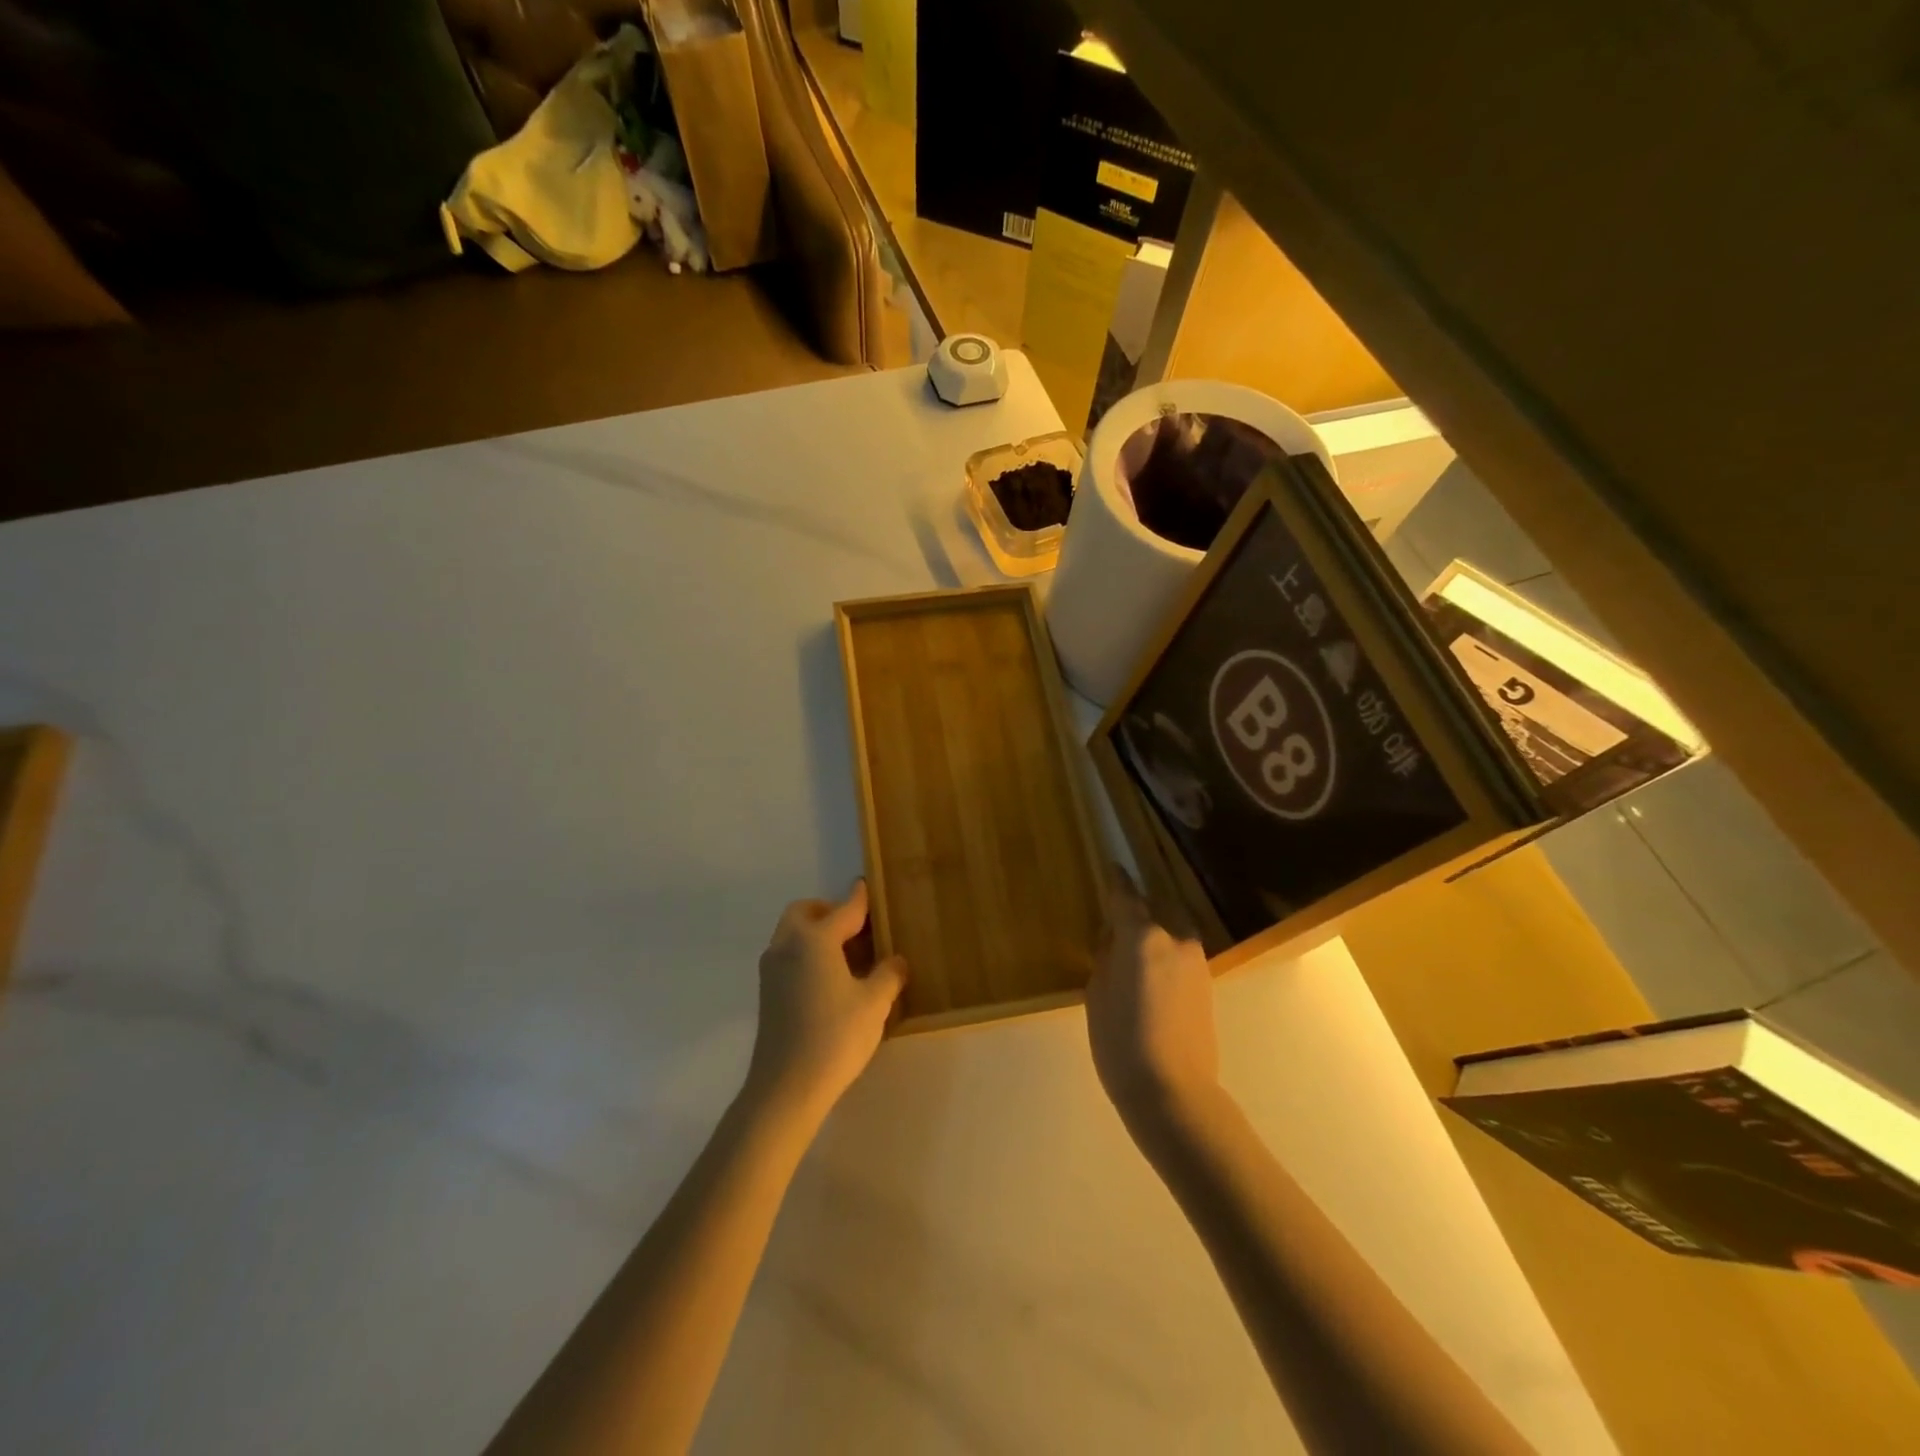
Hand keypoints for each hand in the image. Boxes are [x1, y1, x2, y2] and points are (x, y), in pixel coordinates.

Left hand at [746, 881, 907, 1118]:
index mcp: (815, 939)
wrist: (786, 1087)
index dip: (859, 899)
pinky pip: (787, 956)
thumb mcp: (874, 1004)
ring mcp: (772, 970)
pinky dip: (805, 953)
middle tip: (855, 927)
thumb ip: (888, 975)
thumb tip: (896, 961)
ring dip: (814, 932)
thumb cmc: (835, 1036)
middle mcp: (787, 945)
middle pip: (804, 913)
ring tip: (845, 954)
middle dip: (827, 912)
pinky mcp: (767, 993)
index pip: (843, 910)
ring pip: (791, 934)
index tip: (866, 885)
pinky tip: (828, 978)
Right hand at [1086, 867, 1218, 1137]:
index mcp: (1143, 936)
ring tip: (1134, 948)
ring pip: (1172, 929)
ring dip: (1155, 930)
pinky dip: (1166, 951)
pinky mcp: (1207, 983)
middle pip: (1156, 908)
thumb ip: (1106, 958)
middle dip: (1139, 907)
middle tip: (1118, 917)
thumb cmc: (1120, 1042)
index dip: (1116, 881)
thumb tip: (1115, 942)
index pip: (1126, 896)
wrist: (1174, 1092)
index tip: (1112, 866)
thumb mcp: (1097, 994)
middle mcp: (1174, 938)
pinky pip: (1181, 952)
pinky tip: (1151, 973)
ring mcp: (1195, 960)